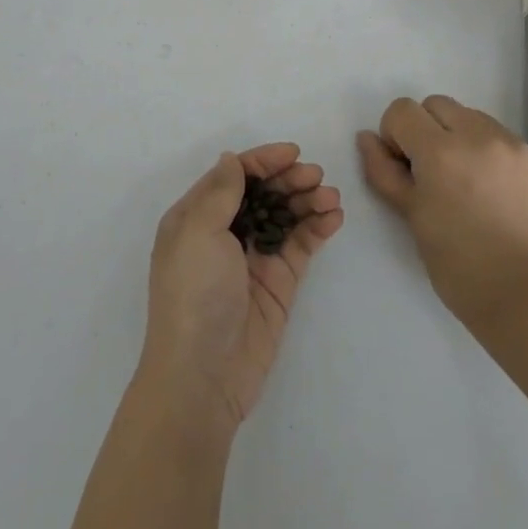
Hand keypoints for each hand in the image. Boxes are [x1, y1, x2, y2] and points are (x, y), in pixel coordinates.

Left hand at [139, 144, 342, 429]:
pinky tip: (333, 217)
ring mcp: (252, 258)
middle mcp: (223, 233)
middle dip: (289, 179)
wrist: (203, 375)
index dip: (262, 161)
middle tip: (316, 176)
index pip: (233, 176)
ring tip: (331, 196)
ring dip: (308, 200)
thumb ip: (220, 192)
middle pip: (262, 192)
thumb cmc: (194, 294)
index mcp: (195, 217)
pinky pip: (300, 245)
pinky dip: (317, 227)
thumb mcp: (197, 232)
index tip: (293, 153)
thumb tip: (231, 160)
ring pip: (285, 216)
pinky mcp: (277, 282)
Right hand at [358, 96, 527, 326]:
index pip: (402, 110)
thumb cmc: (455, 261)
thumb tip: (367, 138)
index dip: (395, 135)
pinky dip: (482, 147)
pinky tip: (487, 184)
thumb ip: (383, 170)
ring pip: (467, 115)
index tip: (404, 166)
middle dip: (424, 129)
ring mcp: (507, 142)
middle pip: (435, 105)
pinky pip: (495, 133)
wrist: (522, 291)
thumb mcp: (409, 214)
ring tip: (461, 177)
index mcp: (439, 150)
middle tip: (430, 171)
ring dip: (455, 134)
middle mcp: (476, 134)